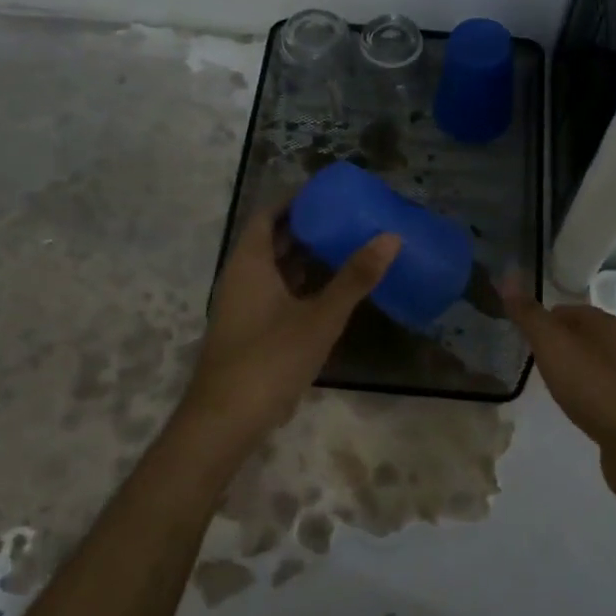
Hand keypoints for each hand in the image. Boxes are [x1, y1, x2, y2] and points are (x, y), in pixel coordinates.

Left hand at [180, 206, 398, 454]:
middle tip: (345, 217)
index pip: (267, 215)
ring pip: (274, 269)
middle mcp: (241, 278)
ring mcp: (243, 306)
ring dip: (304, 257)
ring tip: (345, 246)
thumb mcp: (320, 317)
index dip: (294, 200)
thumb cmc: (269, 359)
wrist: (225, 422)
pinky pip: (276, 293)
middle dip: (305, 226)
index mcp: (249, 263)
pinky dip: (300, 285)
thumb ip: (355, 278)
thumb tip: (390, 237)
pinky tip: (330, 292)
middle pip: (271, 239)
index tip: (327, 193)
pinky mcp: (249, 331)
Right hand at [503, 286, 615, 487]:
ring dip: (569, 369)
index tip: (519, 338)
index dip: (540, 320)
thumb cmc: (593, 387)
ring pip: (589, 361)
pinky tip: (574, 406)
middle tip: (529, 361)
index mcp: (605, 322)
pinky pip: (599, 388)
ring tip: (548, 384)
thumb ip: (529, 314)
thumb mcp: (553, 345)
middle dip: (554, 344)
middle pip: (579, 334)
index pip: (564, 309)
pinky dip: (583, 392)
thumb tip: (506, 277)